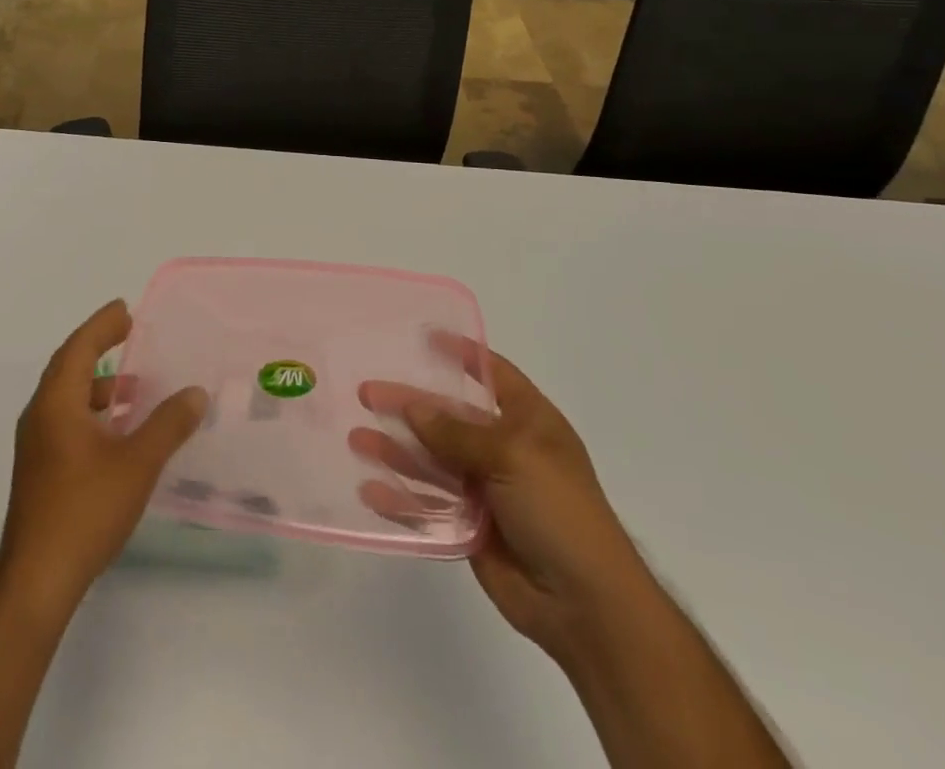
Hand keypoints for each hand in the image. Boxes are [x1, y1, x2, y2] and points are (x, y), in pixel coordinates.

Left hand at [0, 300, 207, 611]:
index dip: (102, 325)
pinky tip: (118, 431)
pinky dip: (92, 411)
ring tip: (133, 385)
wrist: (37, 579)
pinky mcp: (39, 470)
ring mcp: (35, 445)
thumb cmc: (86, 509)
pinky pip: (66, 420)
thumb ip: (169, 424)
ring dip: (97, 384)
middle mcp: (40, 415)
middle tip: (128, 333)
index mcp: (57, 402)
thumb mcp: (137, 463)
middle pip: (69, 366)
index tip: (125, 309)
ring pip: (67, 397)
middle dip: (98, 346)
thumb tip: (196, 393)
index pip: (79, 347)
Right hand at [352, 339, 655, 663]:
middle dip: (409, 406)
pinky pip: (429, 507)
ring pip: (432, 462)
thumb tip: (411, 408)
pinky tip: (370, 491)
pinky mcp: (471, 529)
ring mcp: (487, 491)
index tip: (425, 338)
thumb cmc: (560, 511)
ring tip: (356, 440)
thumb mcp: (512, 456)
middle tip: (366, 393)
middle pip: (448, 418)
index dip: (463, 355)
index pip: (493, 375)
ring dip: (396, 451)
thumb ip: (457, 433)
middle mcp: (505, 450)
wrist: (587, 606)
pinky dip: (401, 500)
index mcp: (529, 422)